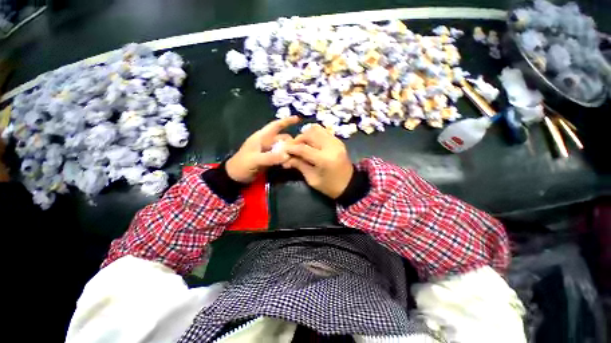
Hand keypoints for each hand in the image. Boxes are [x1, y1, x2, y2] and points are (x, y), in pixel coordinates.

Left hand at [226, 116, 299, 182]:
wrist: (235, 176)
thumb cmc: (242, 165)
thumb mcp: (255, 160)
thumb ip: (270, 157)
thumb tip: (287, 155)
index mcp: (261, 137)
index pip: (275, 126)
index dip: (286, 121)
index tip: (298, 118)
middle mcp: (267, 142)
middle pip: (283, 138)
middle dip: (292, 141)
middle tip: (301, 148)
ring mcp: (269, 151)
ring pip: (283, 147)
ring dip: (290, 150)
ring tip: (298, 155)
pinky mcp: (270, 159)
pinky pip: (281, 156)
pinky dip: (286, 158)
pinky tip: (291, 162)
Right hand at [283, 124, 353, 198]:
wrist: (350, 185)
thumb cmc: (330, 186)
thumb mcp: (312, 179)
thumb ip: (299, 166)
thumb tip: (286, 158)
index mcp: (324, 159)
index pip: (303, 148)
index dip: (291, 148)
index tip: (283, 150)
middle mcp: (331, 146)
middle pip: (309, 134)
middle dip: (298, 139)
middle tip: (293, 148)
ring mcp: (336, 142)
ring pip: (316, 129)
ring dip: (306, 135)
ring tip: (302, 144)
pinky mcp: (338, 141)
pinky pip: (323, 131)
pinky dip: (314, 134)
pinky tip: (311, 143)